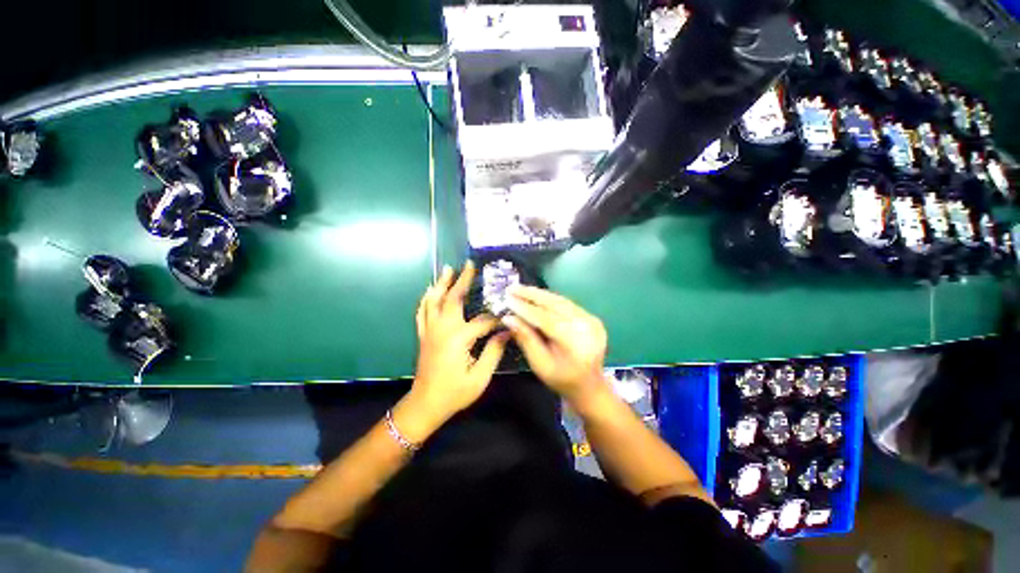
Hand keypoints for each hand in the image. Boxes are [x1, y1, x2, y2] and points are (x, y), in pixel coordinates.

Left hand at [410, 262, 509, 422]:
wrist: (425, 404)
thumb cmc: (455, 392)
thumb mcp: (480, 376)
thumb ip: (494, 351)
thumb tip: (507, 331)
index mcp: (458, 338)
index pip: (483, 320)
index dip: (497, 318)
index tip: (509, 315)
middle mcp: (442, 329)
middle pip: (452, 298)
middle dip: (462, 280)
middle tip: (469, 265)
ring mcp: (430, 330)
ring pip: (434, 300)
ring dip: (441, 284)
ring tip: (448, 269)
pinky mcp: (424, 335)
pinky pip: (422, 311)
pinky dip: (426, 299)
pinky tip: (430, 291)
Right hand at [504, 286, 608, 405]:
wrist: (589, 386)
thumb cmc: (561, 379)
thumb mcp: (539, 364)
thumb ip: (525, 339)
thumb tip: (508, 318)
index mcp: (574, 342)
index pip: (546, 319)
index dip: (525, 308)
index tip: (507, 299)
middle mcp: (586, 325)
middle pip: (555, 304)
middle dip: (532, 294)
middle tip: (512, 288)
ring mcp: (592, 320)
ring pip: (561, 301)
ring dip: (540, 294)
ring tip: (521, 289)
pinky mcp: (592, 317)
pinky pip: (567, 304)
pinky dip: (550, 300)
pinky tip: (536, 296)